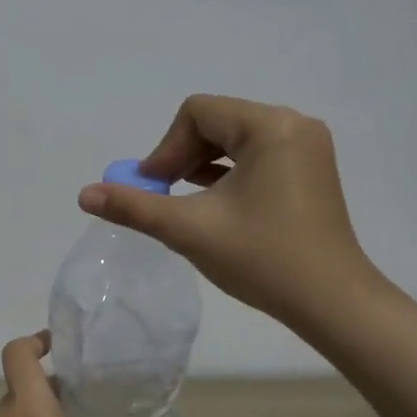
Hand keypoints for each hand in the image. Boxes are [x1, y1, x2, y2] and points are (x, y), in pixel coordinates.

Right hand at [77, 94, 380, 337]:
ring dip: (202, 165)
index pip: (196, 113)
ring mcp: (307, 148)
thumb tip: (84, 193)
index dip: (165, 148)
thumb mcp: (189, 229)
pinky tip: (214, 205)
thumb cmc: (262, 259)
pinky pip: (256, 156)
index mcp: (270, 126)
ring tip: (185, 203)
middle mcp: (294, 125)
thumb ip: (134, 207)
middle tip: (163, 197)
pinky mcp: (310, 170)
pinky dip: (228, 174)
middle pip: (215, 122)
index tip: (153, 189)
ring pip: (234, 140)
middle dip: (182, 156)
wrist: (332, 303)